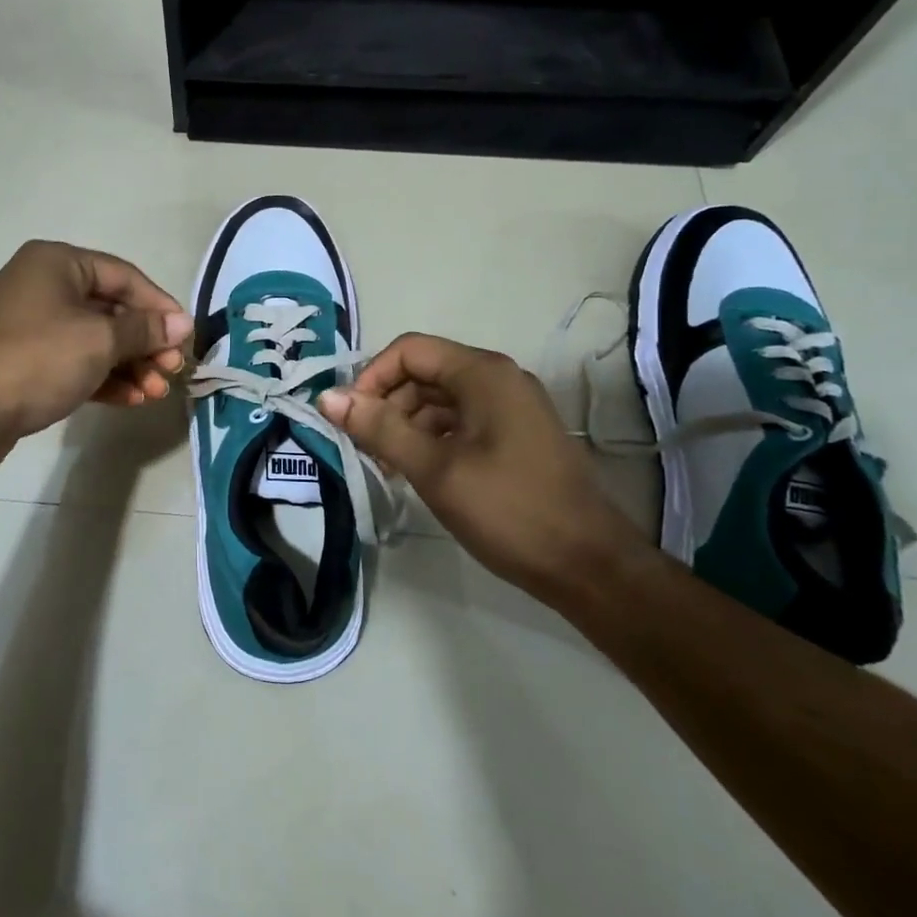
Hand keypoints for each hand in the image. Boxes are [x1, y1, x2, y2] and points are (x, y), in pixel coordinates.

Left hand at [0, 241, 189, 470]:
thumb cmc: (37, 359)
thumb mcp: (99, 340)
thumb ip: (144, 330)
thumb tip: (182, 323)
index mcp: (56, 262)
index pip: (124, 275)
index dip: (159, 306)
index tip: (185, 337)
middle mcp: (43, 285)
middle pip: (111, 309)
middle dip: (145, 343)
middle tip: (172, 371)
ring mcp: (31, 324)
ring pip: (94, 339)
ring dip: (129, 365)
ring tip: (156, 392)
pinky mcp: (25, 360)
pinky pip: (75, 361)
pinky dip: (104, 377)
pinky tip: (131, 399)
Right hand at [318, 333, 647, 599]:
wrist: (588, 566)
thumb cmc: (509, 510)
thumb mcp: (435, 469)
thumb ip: (380, 428)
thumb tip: (328, 396)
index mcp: (483, 374)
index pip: (410, 351)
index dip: (371, 378)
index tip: (350, 419)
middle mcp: (499, 379)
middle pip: (424, 372)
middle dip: (387, 403)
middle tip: (364, 448)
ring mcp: (511, 407)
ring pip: (440, 399)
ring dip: (406, 424)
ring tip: (386, 465)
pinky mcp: (516, 435)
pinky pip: (461, 421)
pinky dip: (432, 438)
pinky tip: (416, 472)